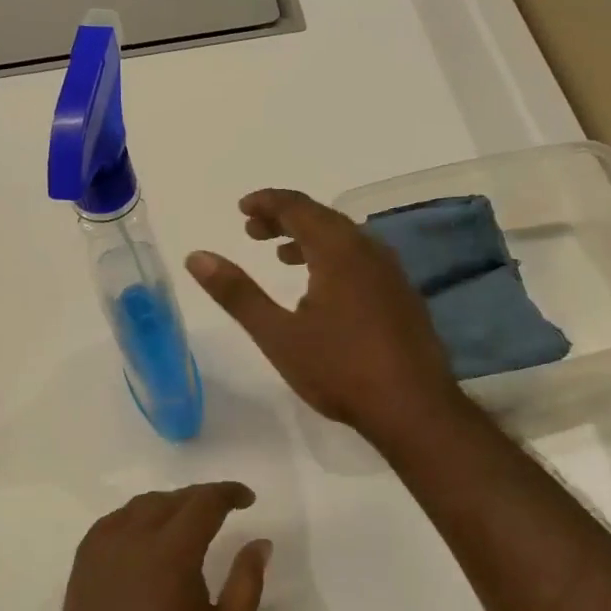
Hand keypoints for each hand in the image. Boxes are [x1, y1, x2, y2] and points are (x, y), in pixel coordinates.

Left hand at [48, 482, 269, 610]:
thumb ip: (247, 582)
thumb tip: (259, 543)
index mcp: (172, 551)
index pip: (204, 501)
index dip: (229, 493)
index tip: (247, 499)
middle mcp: (134, 538)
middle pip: (172, 498)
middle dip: (201, 498)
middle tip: (221, 510)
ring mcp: (103, 549)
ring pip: (140, 506)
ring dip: (169, 505)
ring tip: (186, 520)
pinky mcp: (82, 564)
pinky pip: (113, 522)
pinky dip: (135, 517)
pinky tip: (145, 536)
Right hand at [186, 189, 462, 441]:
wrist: (414, 408)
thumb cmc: (340, 369)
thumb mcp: (278, 334)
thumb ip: (237, 293)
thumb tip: (196, 257)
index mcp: (339, 250)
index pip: (297, 206)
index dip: (267, 202)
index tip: (242, 209)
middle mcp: (369, 250)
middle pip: (323, 218)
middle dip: (285, 219)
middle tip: (253, 231)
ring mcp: (392, 273)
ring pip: (345, 240)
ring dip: (310, 239)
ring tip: (281, 255)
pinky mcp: (403, 296)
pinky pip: (362, 260)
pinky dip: (333, 259)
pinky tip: (322, 290)